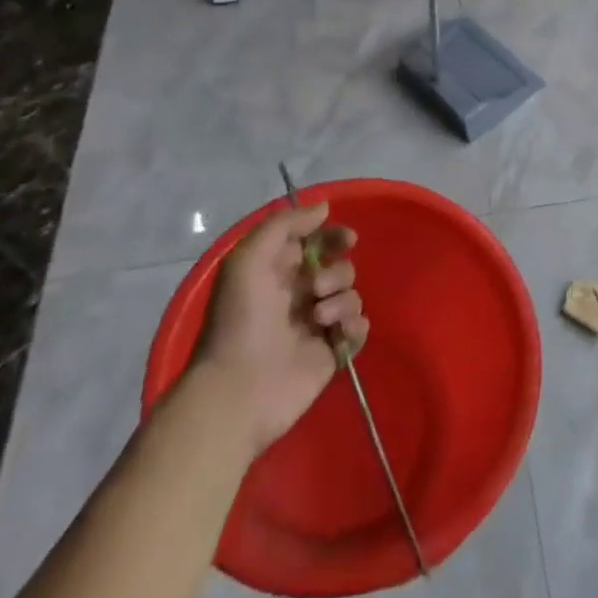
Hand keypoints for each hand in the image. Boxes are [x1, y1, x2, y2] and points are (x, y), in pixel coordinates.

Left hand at [193, 202, 368, 453]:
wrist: (238, 389)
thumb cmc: (239, 320)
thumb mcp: (248, 259)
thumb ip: (284, 225)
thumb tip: (324, 208)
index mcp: (279, 272)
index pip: (317, 243)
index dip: (334, 236)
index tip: (347, 239)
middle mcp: (300, 295)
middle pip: (340, 267)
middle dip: (336, 272)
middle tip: (315, 289)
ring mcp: (318, 326)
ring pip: (352, 296)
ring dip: (342, 299)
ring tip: (319, 318)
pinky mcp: (332, 354)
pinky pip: (359, 328)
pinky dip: (354, 326)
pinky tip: (337, 333)